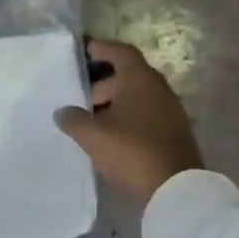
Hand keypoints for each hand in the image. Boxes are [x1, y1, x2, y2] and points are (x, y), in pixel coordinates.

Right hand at [55, 37, 202, 205]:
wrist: (176, 188)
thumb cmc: (132, 151)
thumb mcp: (93, 136)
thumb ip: (73, 119)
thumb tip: (63, 112)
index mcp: (140, 79)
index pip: (120, 52)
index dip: (101, 49)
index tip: (83, 51)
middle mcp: (158, 88)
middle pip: (126, 76)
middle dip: (101, 85)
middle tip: (77, 99)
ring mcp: (169, 110)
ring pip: (135, 98)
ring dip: (113, 105)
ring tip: (89, 121)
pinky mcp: (172, 131)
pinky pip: (144, 115)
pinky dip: (125, 118)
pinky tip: (109, 137)